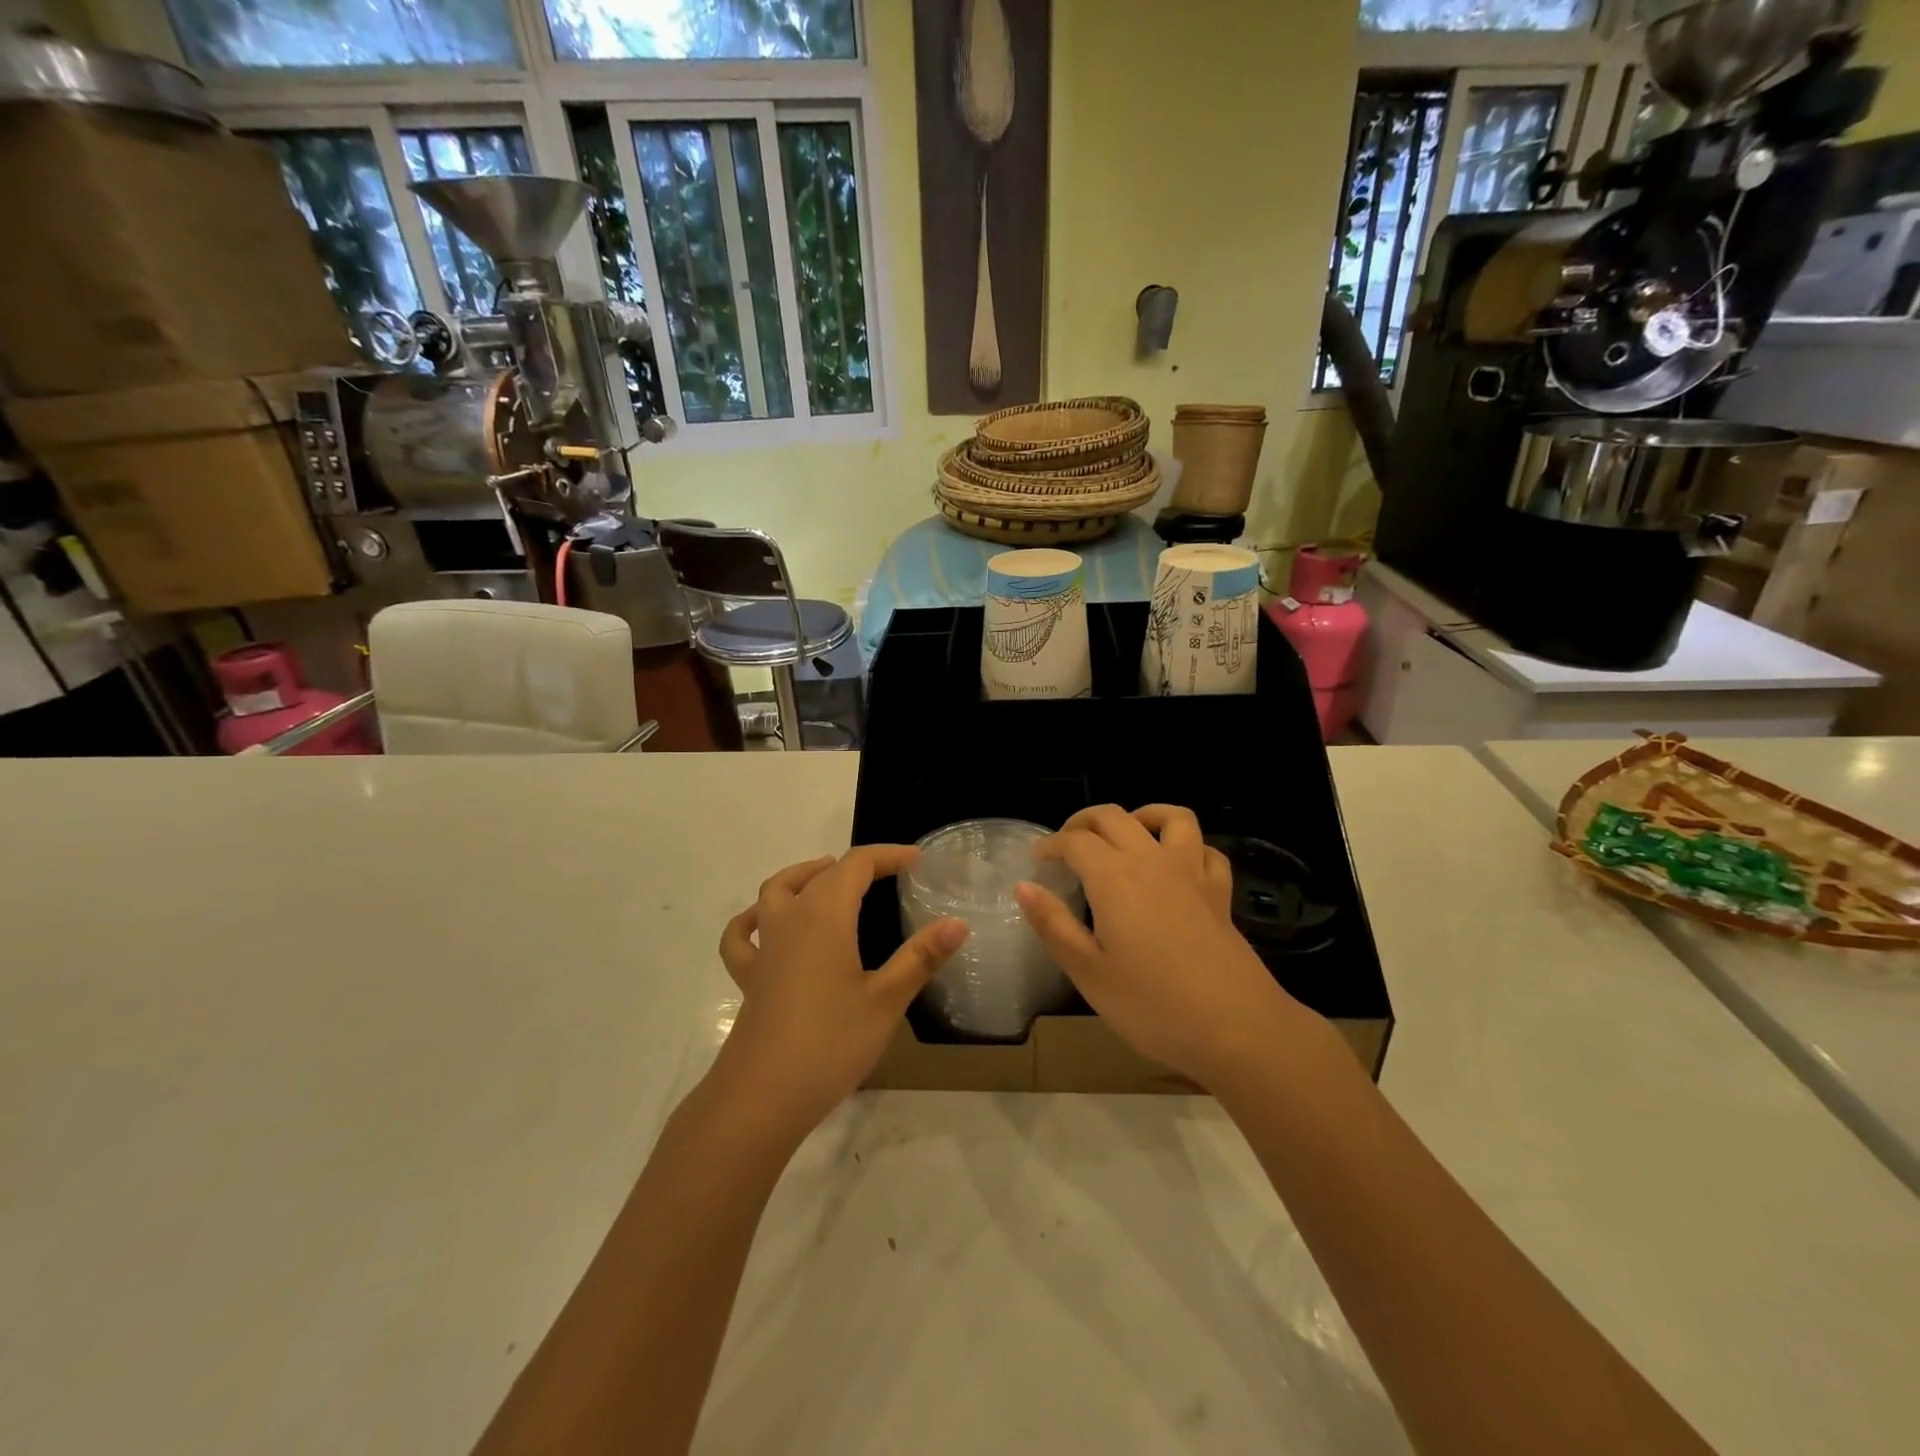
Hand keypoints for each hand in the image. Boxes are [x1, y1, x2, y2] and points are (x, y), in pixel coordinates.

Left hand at [715, 846, 968, 1139]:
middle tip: (889, 875)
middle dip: (856, 866)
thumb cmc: (830, 1044)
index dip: (887, 856)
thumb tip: (958, 923)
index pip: (856, 865)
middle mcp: (790, 919)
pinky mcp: (750, 977)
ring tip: (829, 878)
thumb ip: (921, 957)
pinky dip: (753, 919)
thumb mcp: (886, 1000)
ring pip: (776, 891)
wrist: (762, 1097)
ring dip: (804, 876)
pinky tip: (765, 923)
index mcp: (825, 916)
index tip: (917, 861)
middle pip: (821, 874)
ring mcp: (765, 948)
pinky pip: (743, 936)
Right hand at [1015, 805, 1313, 1091]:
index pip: (1075, 841)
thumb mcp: (1088, 972)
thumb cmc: (1152, 1004)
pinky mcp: (1220, 893)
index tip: (1037, 858)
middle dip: (1084, 822)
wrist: (1236, 1027)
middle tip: (1066, 843)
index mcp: (1114, 877)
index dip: (1051, 844)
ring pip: (1170, 817)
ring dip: (1141, 815)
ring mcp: (1192, 872)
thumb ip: (1053, 924)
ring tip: (1125, 834)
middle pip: (1114, 817)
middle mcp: (1152, 861)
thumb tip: (1024, 887)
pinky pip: (1205, 850)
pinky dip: (1187, 845)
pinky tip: (1176, 864)